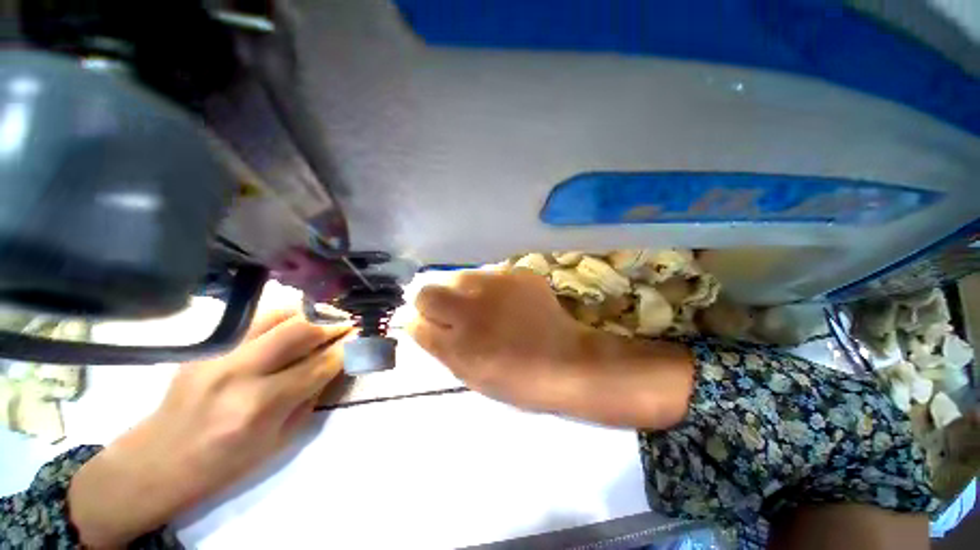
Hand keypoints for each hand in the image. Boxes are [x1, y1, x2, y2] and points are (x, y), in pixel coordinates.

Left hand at [69, 311, 351, 547]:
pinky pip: (254, 319)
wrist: (157, 461)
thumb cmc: (224, 463)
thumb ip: (311, 396)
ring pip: (276, 315)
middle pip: (299, 330)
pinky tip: (293, 321)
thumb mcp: (279, 440)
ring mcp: (218, 354)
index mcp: (261, 406)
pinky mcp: (206, 346)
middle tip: (348, 323)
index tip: (361, 338)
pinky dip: (282, 315)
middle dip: (332, 323)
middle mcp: (240, 373)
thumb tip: (337, 364)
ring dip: (308, 313)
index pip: (319, 364)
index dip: (346, 348)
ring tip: (324, 317)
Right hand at [409, 270, 693, 426]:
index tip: (429, 323)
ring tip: (480, 306)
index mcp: (458, 340)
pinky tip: (504, 301)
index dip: (419, 319)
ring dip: (459, 290)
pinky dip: (487, 287)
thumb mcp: (468, 373)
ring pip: (457, 276)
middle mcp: (471, 306)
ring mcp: (496, 284)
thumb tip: (415, 320)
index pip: (416, 315)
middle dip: (431, 300)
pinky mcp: (517, 273)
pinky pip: (487, 274)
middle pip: (428, 288)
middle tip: (451, 313)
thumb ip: (437, 344)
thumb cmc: (516, 379)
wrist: (567, 361)